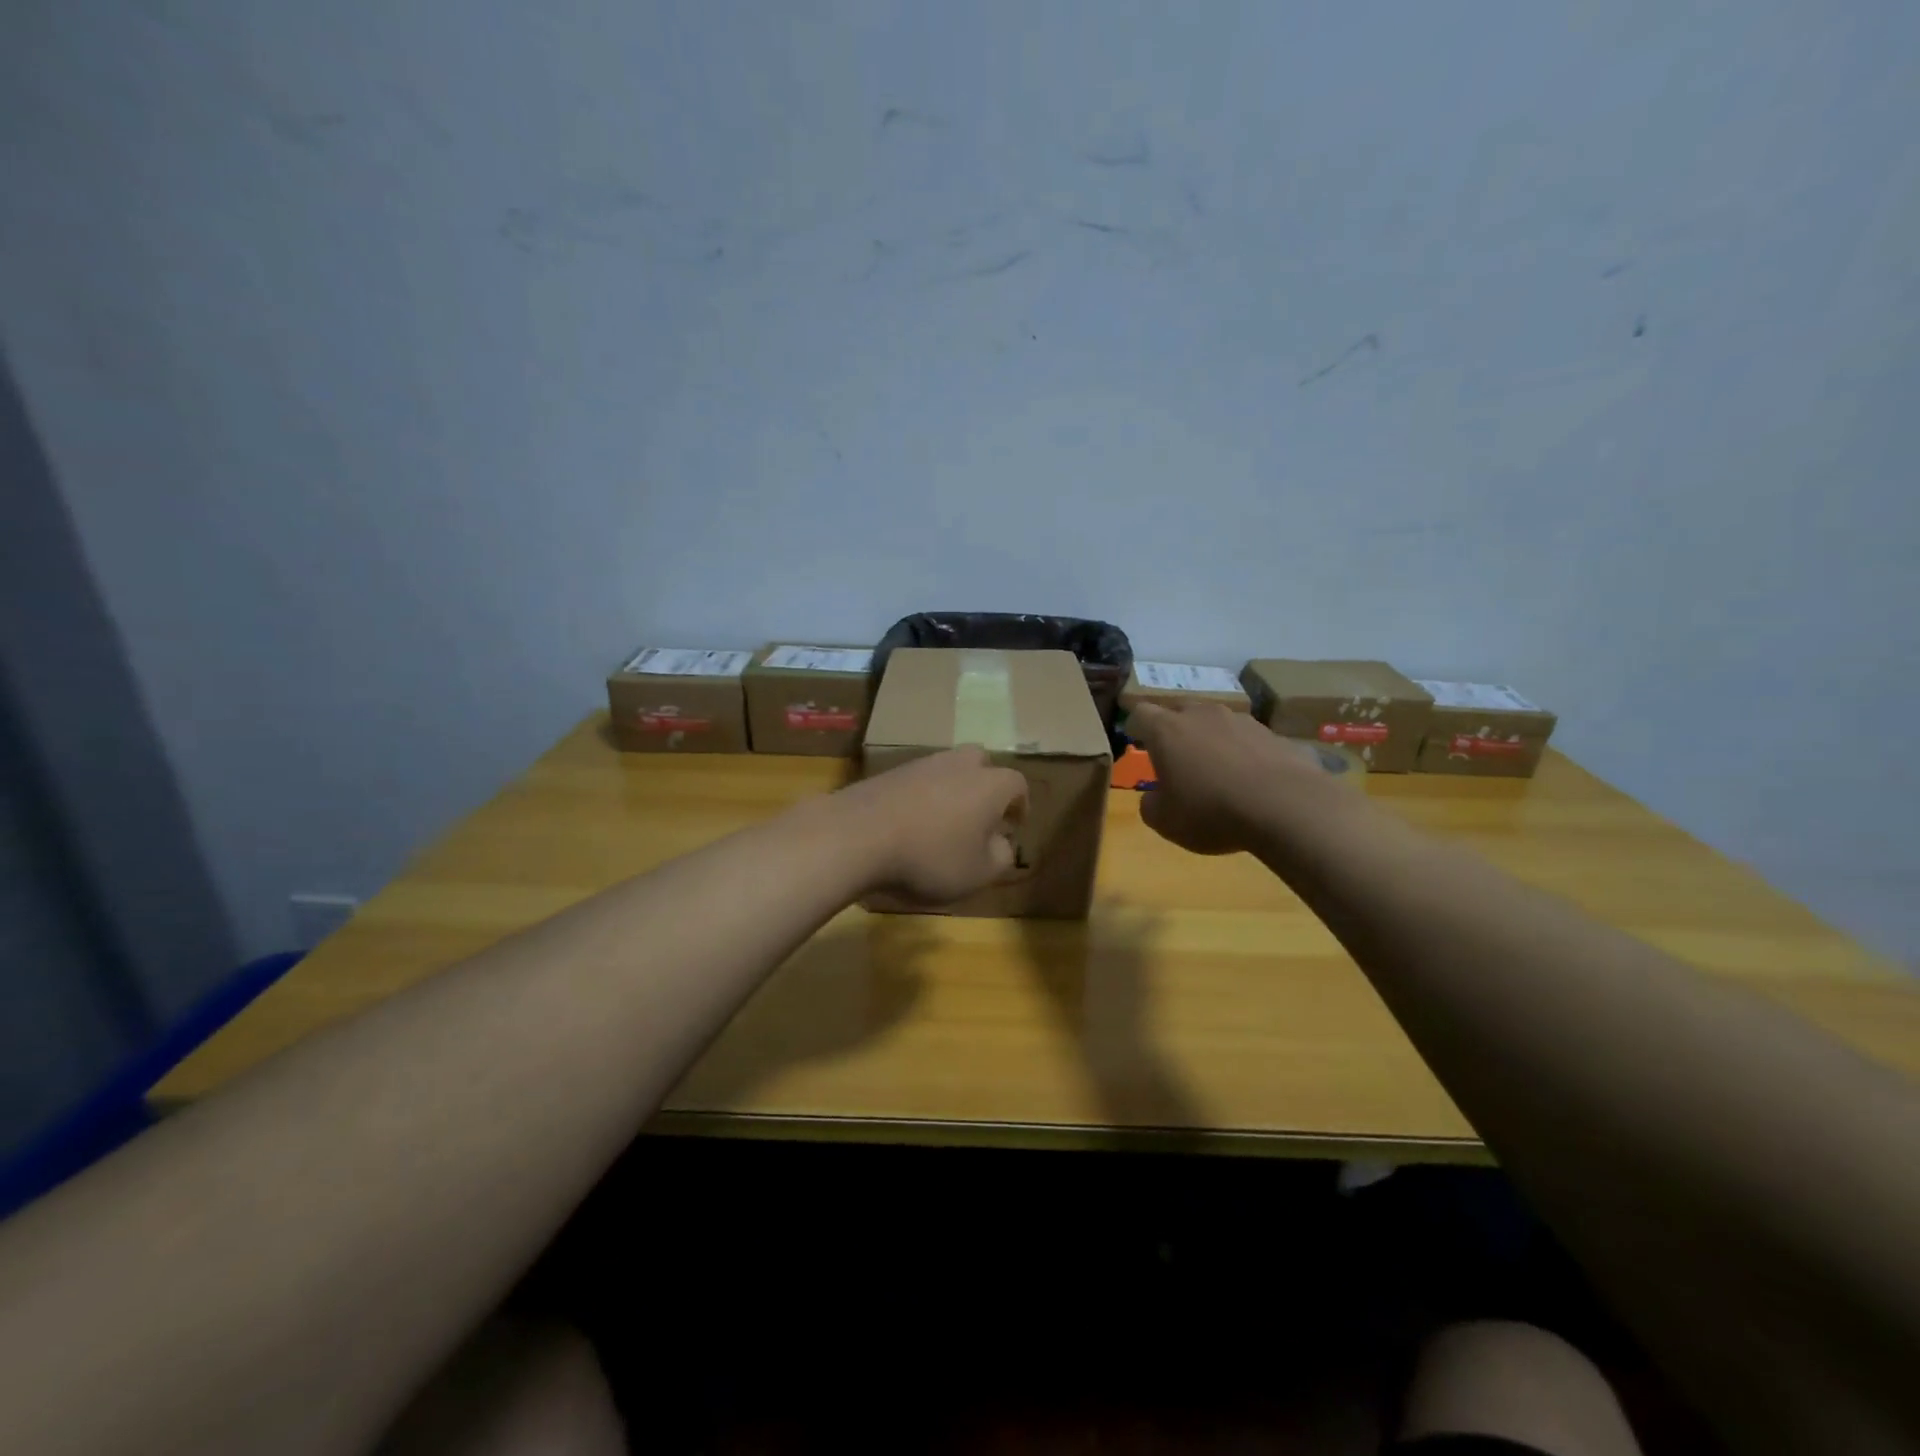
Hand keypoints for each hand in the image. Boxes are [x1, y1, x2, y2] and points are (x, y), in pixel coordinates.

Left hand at [832, 748, 1028, 903]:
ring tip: (945, 823)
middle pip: (980, 763)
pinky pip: (917, 781)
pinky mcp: (888, 773)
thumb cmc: (930, 857)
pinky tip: (911, 824)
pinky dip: (922, 797)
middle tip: (981, 815)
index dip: (1020, 805)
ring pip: (947, 769)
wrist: (857, 835)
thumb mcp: (978, 873)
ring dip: (952, 791)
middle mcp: (959, 765)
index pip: (1017, 784)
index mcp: (990, 785)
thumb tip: (1002, 843)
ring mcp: (921, 764)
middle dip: (985, 786)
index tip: (1014, 825)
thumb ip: (1000, 857)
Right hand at [1126, 702, 1339, 854]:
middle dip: (1175, 731)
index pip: (1141, 713)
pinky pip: (1249, 741)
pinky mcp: (1275, 734)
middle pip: (1180, 711)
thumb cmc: (1211, 812)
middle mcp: (1202, 715)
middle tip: (1177, 760)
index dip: (1136, 728)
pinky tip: (1253, 783)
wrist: (1287, 807)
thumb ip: (1151, 804)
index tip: (1138, 745)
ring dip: (1212, 741)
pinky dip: (1245, 755)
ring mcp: (1242, 720)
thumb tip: (1155, 797)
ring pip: (1217, 723)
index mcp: (1167, 730)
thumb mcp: (1165, 821)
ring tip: (1219, 773)